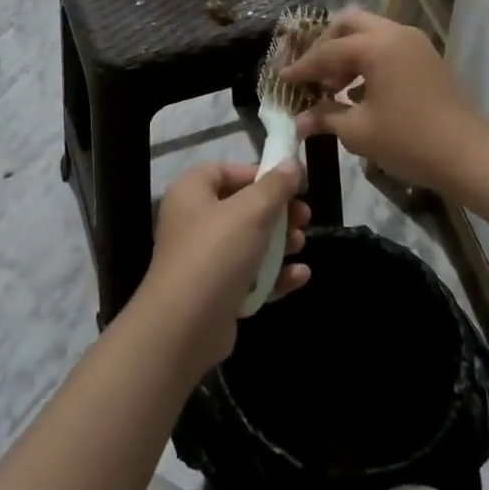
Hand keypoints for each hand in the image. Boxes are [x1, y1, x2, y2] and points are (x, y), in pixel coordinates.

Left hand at [140, 162, 310, 379]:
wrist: (184, 327)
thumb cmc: (216, 253)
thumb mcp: (252, 211)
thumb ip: (275, 186)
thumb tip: (292, 163)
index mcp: (192, 192)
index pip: (227, 171)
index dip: (259, 174)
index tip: (291, 183)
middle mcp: (194, 221)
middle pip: (243, 208)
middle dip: (278, 212)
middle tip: (304, 217)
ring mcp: (204, 260)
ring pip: (249, 243)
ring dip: (280, 243)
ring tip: (300, 244)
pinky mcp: (216, 293)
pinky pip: (250, 276)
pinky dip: (274, 275)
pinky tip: (300, 276)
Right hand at [284, 9, 488, 193]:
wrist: (468, 156)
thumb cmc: (408, 140)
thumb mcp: (358, 131)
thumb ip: (325, 118)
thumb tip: (298, 122)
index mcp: (377, 46)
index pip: (328, 51)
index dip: (303, 67)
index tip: (282, 79)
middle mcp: (396, 34)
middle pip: (350, 24)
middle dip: (326, 44)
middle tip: (311, 72)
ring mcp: (415, 44)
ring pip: (371, 33)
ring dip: (348, 53)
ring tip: (333, 87)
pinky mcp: (426, 59)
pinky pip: (388, 46)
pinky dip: (368, 60)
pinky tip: (358, 92)